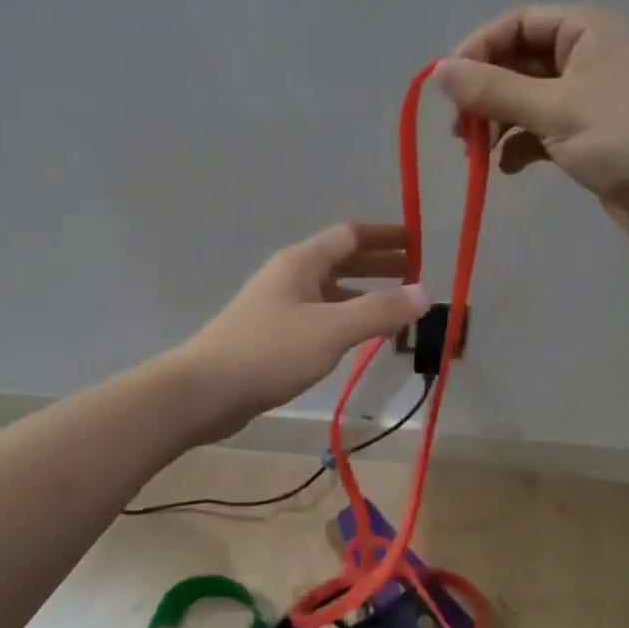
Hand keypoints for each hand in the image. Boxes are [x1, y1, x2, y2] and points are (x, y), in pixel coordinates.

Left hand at [176, 223, 431, 441]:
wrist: (202, 392)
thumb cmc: (269, 352)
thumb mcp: (331, 330)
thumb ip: (379, 311)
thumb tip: (425, 293)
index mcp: (301, 262)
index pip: (350, 236)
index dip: (386, 236)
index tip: (418, 242)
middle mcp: (289, 276)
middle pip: (341, 260)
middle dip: (379, 264)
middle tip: (416, 274)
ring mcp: (278, 306)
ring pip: (330, 291)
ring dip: (363, 294)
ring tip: (396, 308)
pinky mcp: (271, 336)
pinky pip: (319, 316)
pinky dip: (345, 318)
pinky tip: (358, 338)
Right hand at [434, 4, 628, 261]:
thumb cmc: (627, 139)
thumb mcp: (555, 110)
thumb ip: (493, 90)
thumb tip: (439, 71)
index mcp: (585, 31)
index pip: (516, 24)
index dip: (478, 49)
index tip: (448, 87)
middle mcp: (585, 57)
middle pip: (516, 62)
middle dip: (484, 93)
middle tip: (458, 128)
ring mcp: (586, 99)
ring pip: (524, 99)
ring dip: (495, 122)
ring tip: (474, 152)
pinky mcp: (586, 136)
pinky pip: (538, 130)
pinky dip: (517, 146)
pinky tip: (506, 168)